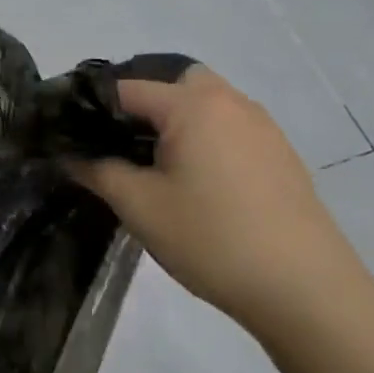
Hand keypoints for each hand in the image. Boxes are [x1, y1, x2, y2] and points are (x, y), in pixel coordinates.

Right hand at [74, 68, 367, 328]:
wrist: (303, 288)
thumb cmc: (211, 238)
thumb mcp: (139, 206)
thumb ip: (98, 172)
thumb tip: (70, 157)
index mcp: (193, 106)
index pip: (127, 88)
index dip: (92, 108)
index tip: (70, 134)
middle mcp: (231, 103)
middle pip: (175, 84)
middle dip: (142, 106)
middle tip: (119, 145)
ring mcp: (262, 128)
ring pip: (207, 105)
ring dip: (176, 122)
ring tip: (153, 166)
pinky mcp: (280, 155)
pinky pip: (230, 129)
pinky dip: (205, 139)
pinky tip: (196, 184)